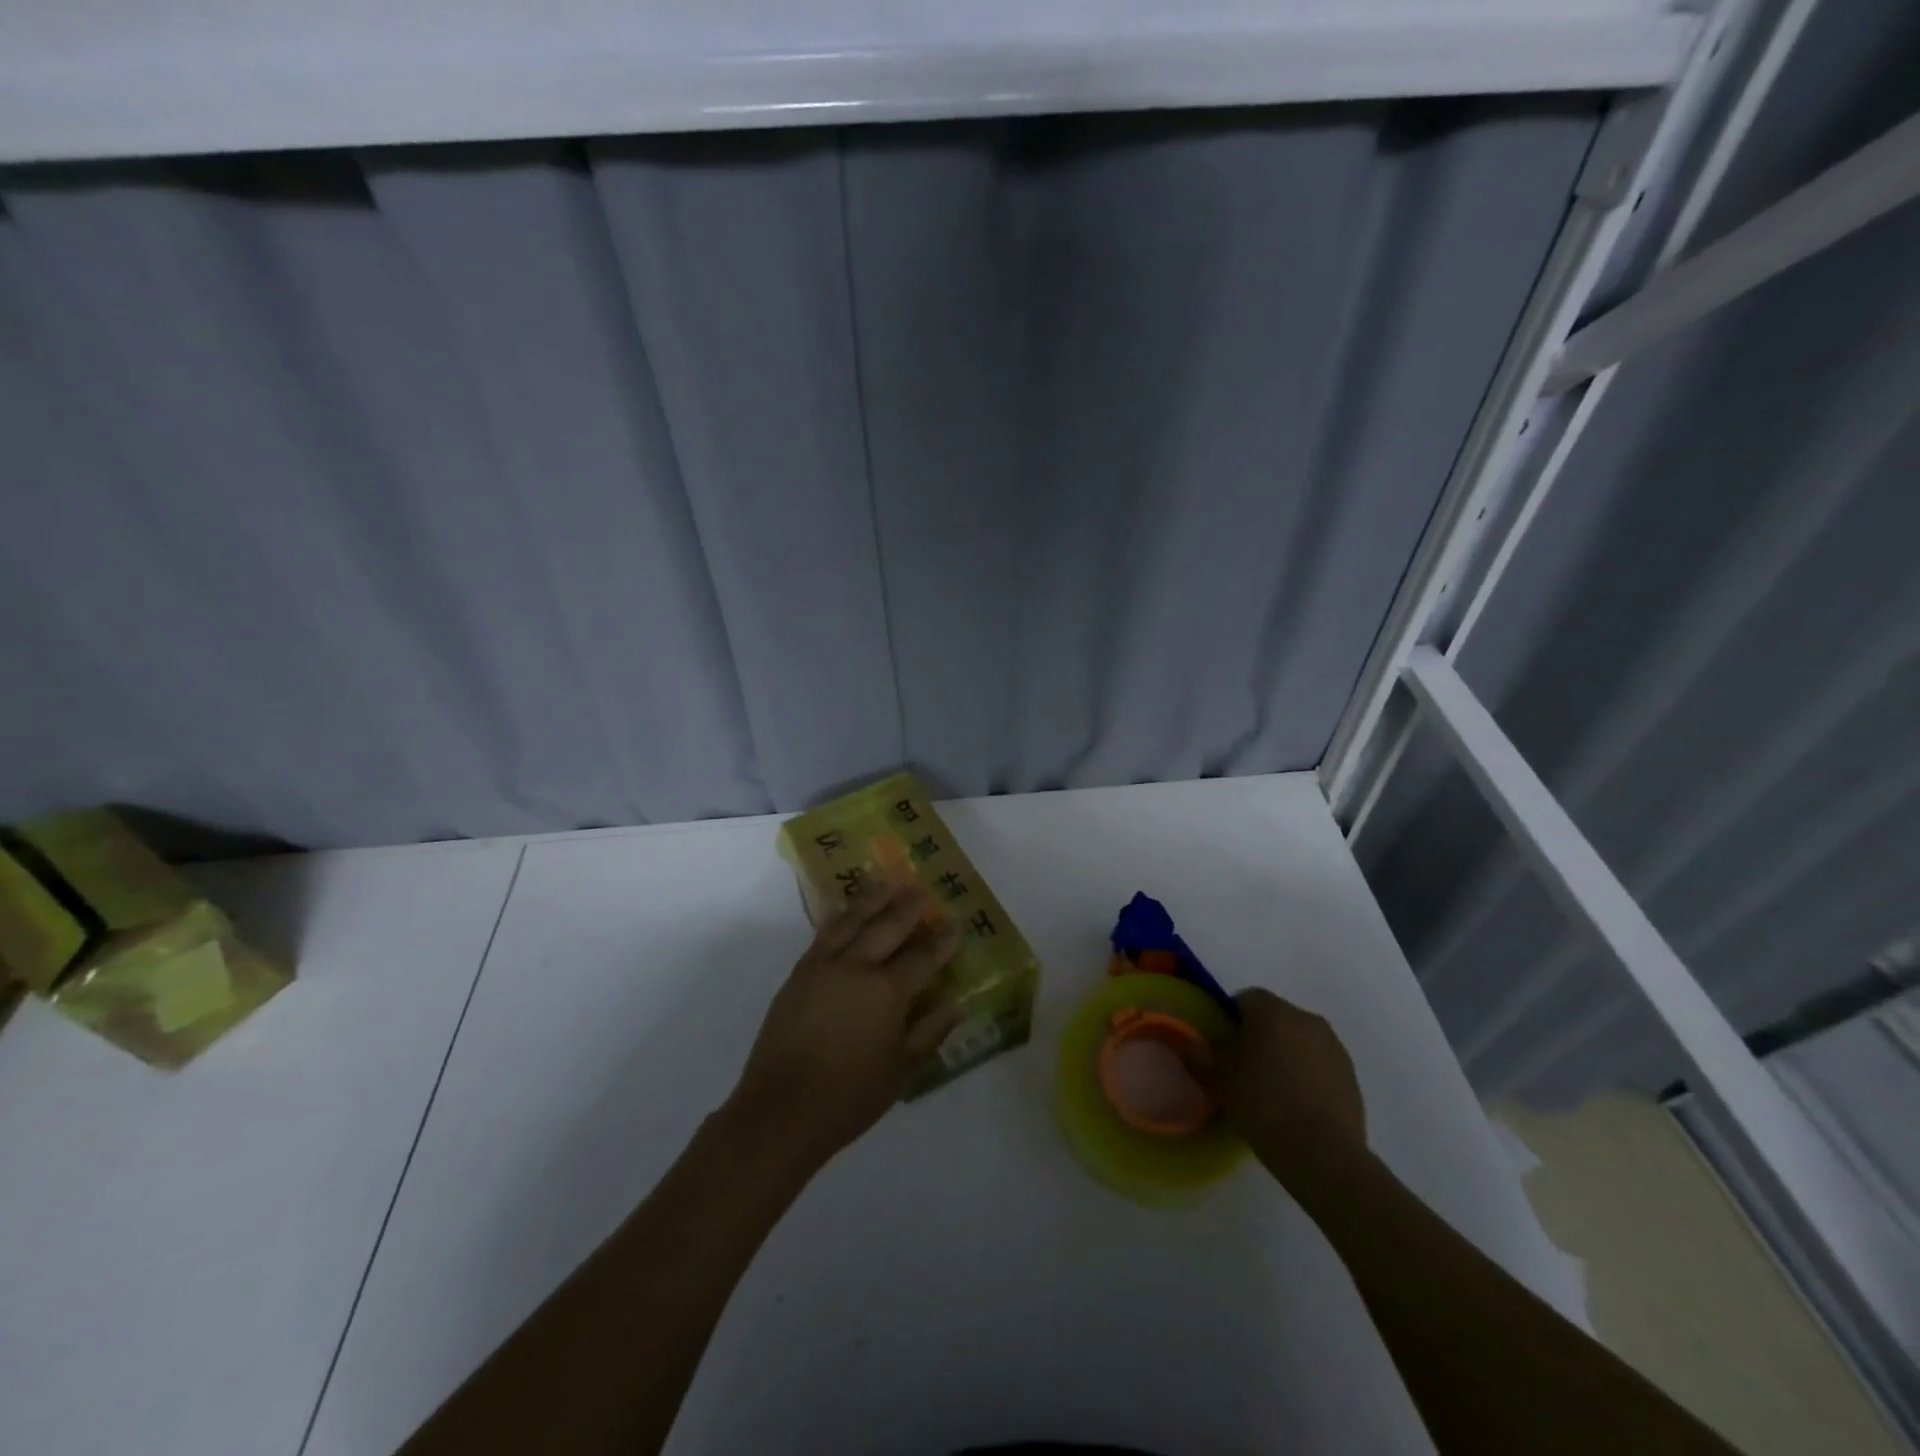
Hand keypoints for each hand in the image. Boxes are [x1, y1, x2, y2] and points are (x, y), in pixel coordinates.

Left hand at [727, 873, 963, 1171]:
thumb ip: (929, 1032)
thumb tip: (955, 1004)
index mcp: (887, 992)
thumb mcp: (900, 1071)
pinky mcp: (799, 973)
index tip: (956, 926)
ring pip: (853, 920)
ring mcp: (824, 966)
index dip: (942, 942)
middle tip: (921, 889)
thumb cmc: (849, 1097)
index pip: (923, 958)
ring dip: (873, 898)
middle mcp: (857, 968)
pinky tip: (847, 910)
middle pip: (888, 926)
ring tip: (887, 880)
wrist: (781, 1110)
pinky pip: (824, 934)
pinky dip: (840, 917)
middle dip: (908, 906)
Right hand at [1203, 989, 1368, 1197]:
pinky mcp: (1351, 1076)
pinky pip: (1319, 1064)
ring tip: (1271, 1092)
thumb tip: (1184, 1038)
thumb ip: (1197, 1051)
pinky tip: (1296, 1106)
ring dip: (1284, 1055)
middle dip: (1258, 1036)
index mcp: (1272, 1010)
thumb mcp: (1217, 1078)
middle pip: (1274, 1018)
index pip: (1244, 998)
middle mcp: (1306, 1018)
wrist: (1323, 1155)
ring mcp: (1334, 1047)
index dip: (1230, 1020)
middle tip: (1242, 1070)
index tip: (1222, 1048)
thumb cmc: (1263, 1105)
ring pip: (1298, 1040)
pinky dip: (1306, 1075)